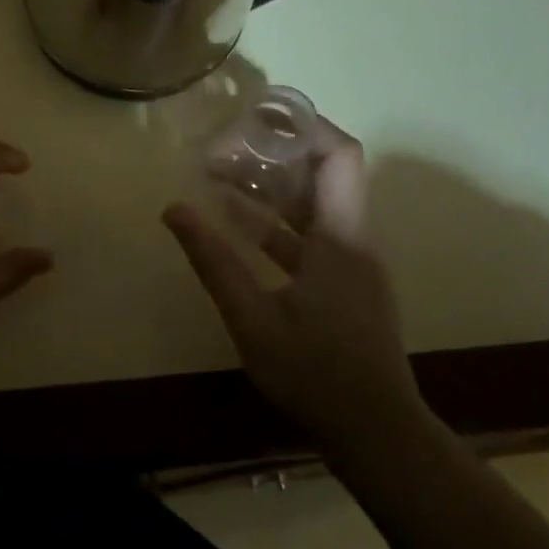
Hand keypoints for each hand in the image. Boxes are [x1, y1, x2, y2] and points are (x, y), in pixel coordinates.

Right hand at [163, 120, 426, 443]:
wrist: (375, 432)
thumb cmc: (315, 373)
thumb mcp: (252, 318)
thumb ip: (214, 261)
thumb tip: (174, 209)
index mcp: (340, 237)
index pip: (340, 156)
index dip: (306, 126)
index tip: (260, 115)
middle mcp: (352, 239)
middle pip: (323, 173)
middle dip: (275, 153)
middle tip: (225, 147)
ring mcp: (350, 262)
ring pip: (313, 204)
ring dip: (271, 187)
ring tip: (220, 174)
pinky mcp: (344, 283)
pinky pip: (309, 234)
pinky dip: (275, 221)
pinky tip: (235, 222)